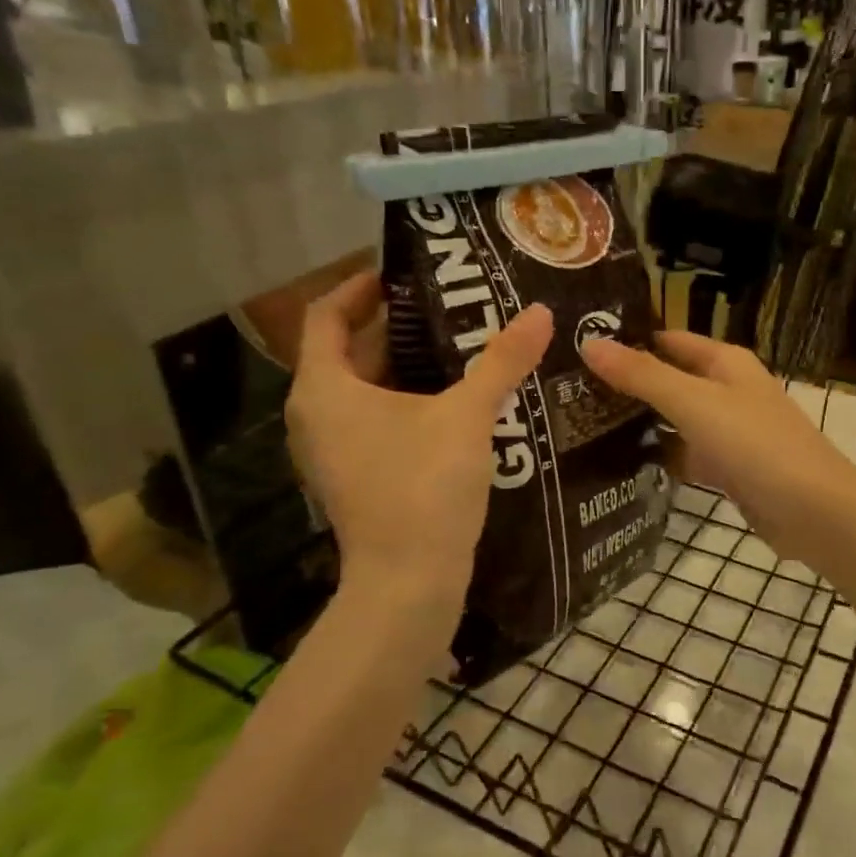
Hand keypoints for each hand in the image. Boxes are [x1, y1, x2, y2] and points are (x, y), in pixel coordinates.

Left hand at [285, 271, 551, 630]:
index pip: (327, 315)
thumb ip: (502, 361)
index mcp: (324, 388)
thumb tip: (539, 313)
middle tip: (451, 305)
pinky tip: (454, 400)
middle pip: (349, 350)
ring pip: (365, 389)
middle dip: (398, 325)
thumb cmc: (423, 488)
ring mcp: (332, 450)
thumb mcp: (467, 416)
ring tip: (461, 345)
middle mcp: (316, 414)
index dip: (361, 287)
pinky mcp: (355, 475)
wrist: (408, 583)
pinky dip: (406, 400)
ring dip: (406, 365)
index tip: (403, 273)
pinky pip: (374, 419)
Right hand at [580, 331, 855, 566]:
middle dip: (626, 385)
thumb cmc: (756, 444)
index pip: (666, 340)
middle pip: (668, 379)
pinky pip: (685, 454)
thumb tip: (589, 343)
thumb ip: (642, 375)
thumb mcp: (694, 402)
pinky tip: (620, 465)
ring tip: (581, 425)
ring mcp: (728, 431)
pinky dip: (661, 457)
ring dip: (640, 422)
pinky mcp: (728, 468)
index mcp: (724, 362)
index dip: (627, 340)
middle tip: (567, 392)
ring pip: (674, 419)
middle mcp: (726, 390)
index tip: (576, 348)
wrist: (815, 512)